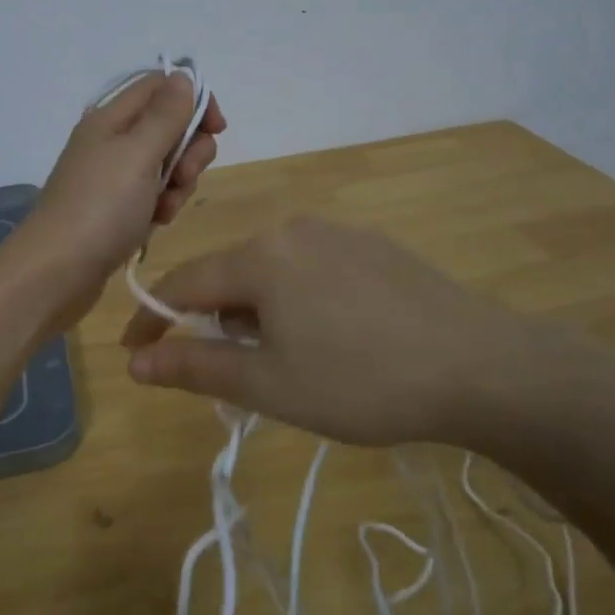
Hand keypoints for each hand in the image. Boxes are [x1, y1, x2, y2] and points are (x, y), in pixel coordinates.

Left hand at [19, 71, 226, 332]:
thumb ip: (165, 114)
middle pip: (168, 127)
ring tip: (164, 209)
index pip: (161, 86)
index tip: (217, 129)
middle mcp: (111, 141)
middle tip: (182, 176)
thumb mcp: (138, 153)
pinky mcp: (115, 208)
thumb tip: (184, 76)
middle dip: (189, 151)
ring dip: (178, 183)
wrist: (55, 272)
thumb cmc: (100, 207)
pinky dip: (162, 206)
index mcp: (111, 117)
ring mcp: (112, 177)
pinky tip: (155, 224)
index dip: (194, 100)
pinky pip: (153, 195)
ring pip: (166, 164)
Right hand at [120, 216, 614, 451]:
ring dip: (259, 314)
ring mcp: (338, 233)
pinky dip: (297, 301)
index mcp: (261, 256)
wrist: (481, 367)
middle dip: (217, 323)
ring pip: (272, 271)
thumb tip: (136, 364)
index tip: (134, 356)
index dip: (152, 320)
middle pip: (230, 274)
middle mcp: (294, 229)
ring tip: (292, 365)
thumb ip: (196, 367)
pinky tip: (333, 338)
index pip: (183, 283)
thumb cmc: (362, 383)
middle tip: (236, 378)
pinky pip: (311, 269)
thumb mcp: (270, 385)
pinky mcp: (372, 246)